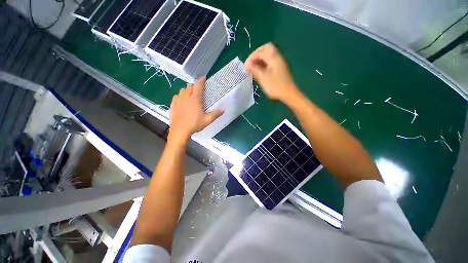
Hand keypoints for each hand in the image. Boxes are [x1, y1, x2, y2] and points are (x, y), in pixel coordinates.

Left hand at [168, 77, 222, 143]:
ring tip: (190, 94)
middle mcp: (186, 97)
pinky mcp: (173, 104)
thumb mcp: (207, 120)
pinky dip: (180, 95)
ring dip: (187, 90)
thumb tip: (223, 109)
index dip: (201, 80)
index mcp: (195, 99)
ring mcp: (178, 100)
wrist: (180, 131)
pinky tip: (182, 99)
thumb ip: (215, 114)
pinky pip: (176, 96)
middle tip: (198, 89)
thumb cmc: (194, 124)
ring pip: (182, 90)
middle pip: (189, 86)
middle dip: (194, 85)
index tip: (203, 77)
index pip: (198, 86)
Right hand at [245, 43, 300, 103]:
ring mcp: (279, 63)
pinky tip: (258, 73)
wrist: (288, 94)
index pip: (260, 51)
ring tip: (252, 70)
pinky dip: (262, 66)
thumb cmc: (275, 85)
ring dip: (258, 62)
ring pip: (267, 57)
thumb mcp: (263, 77)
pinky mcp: (279, 70)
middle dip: (255, 56)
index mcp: (273, 56)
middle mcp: (277, 57)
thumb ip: (254, 69)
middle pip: (265, 50)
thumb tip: (248, 66)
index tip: (245, 67)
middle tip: (249, 65)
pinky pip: (269, 63)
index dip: (251, 57)